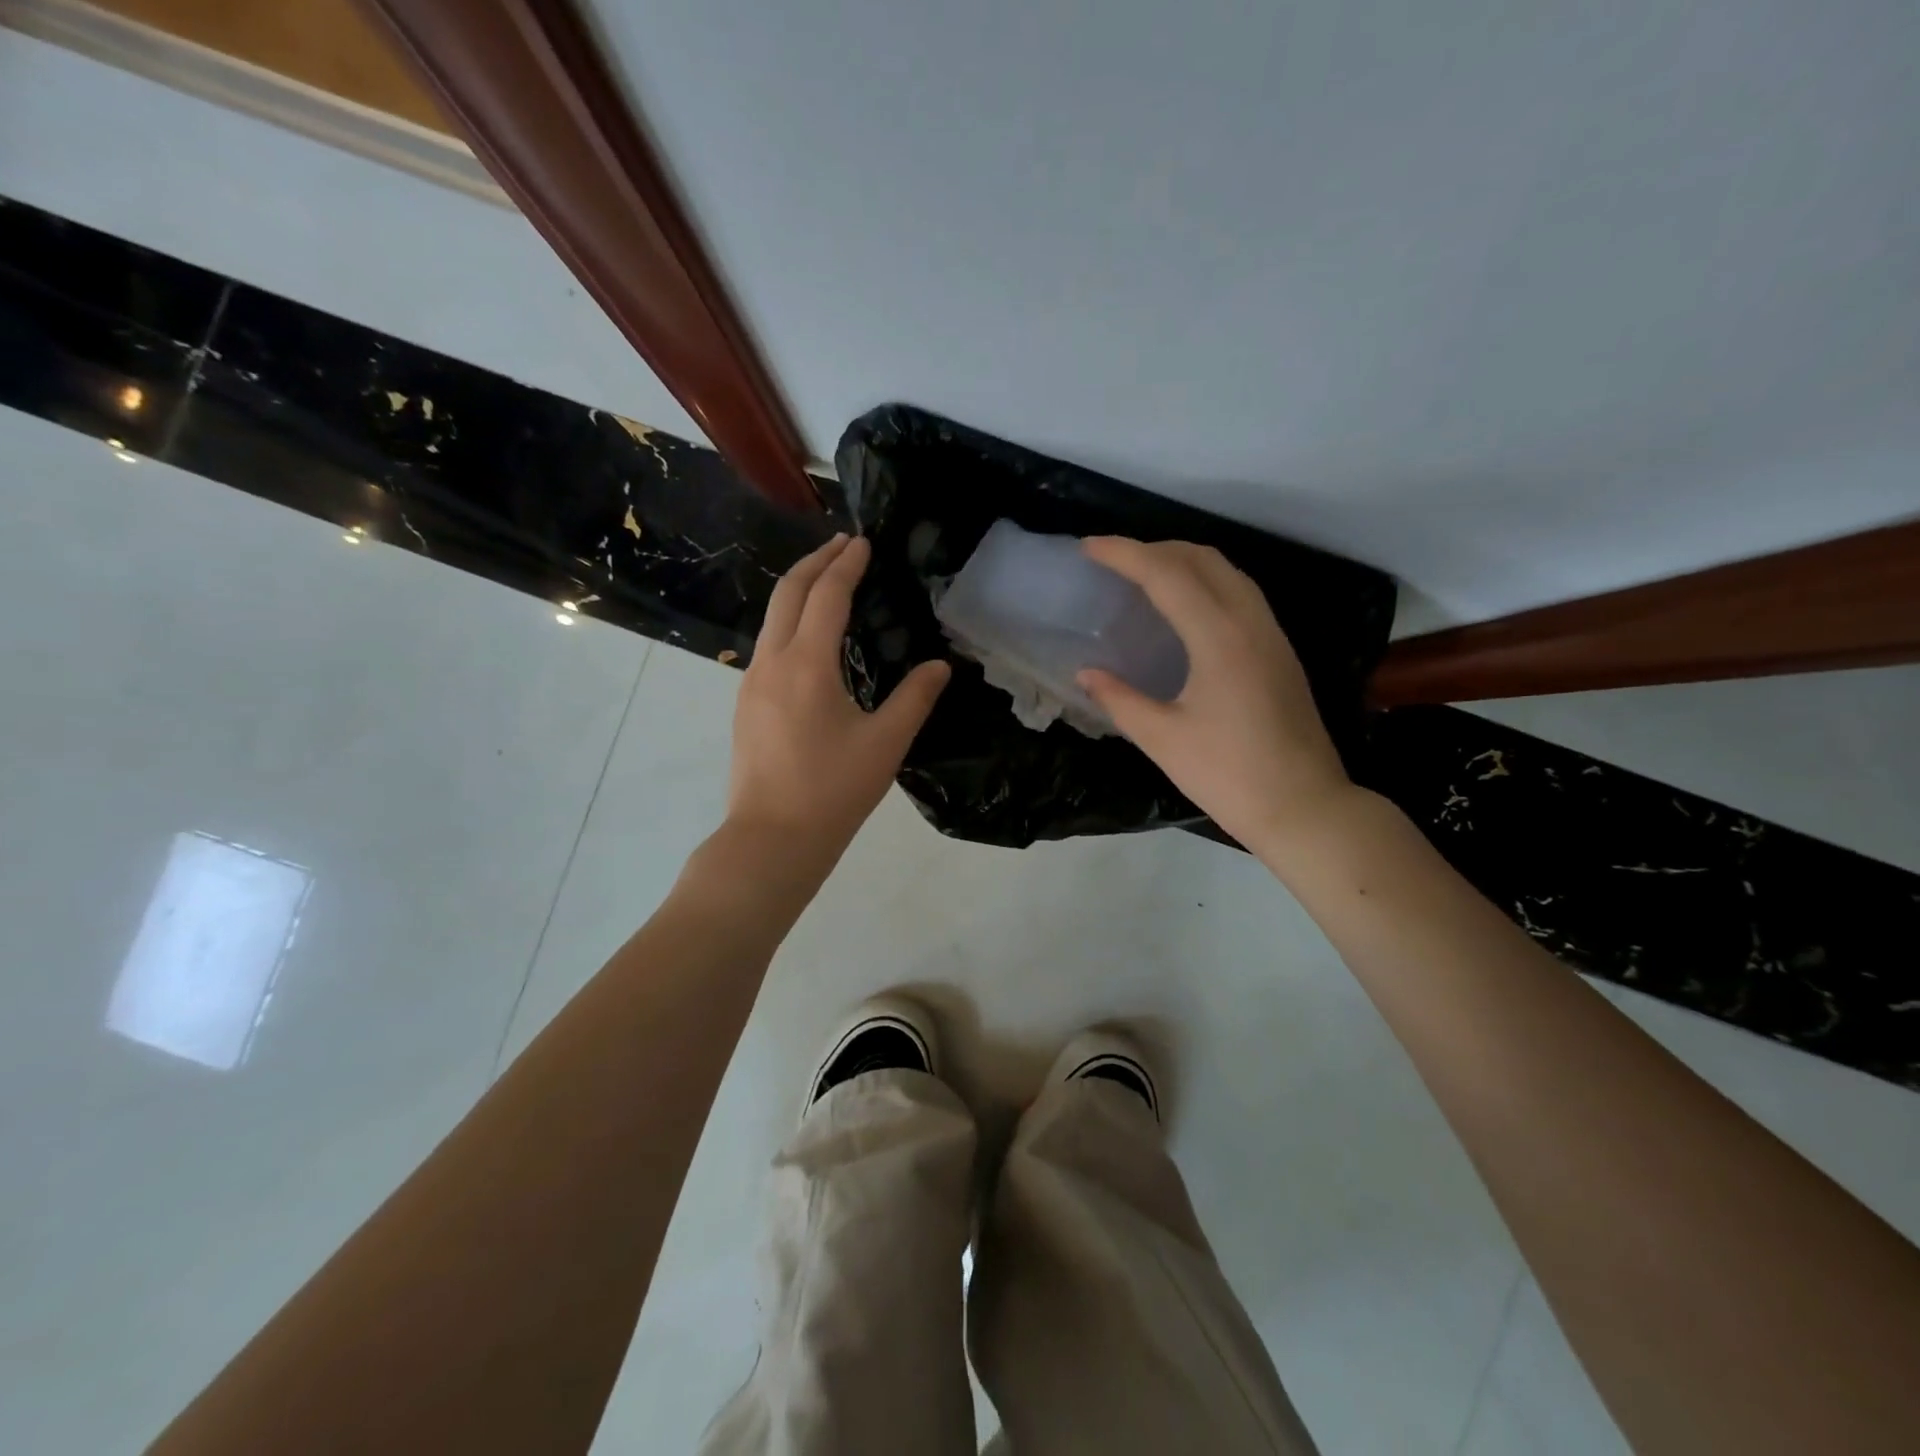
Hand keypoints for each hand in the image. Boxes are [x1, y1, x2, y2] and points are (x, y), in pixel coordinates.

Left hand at [727, 534, 949, 862]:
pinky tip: (809, 639)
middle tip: (842, 544)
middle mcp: (771, 663)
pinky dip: (789, 623)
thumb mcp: (885, 744)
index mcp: (806, 665)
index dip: (847, 565)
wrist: (771, 839)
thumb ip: (915, 698)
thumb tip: (940, 666)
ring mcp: (751, 684)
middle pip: (788, 594)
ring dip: (799, 591)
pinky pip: (767, 645)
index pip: (827, 596)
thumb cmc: (833, 791)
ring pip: (772, 619)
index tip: (863, 543)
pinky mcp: (745, 705)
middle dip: (814, 562)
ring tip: (827, 583)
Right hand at [1078, 537, 1355, 856]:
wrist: (1304, 807)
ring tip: (1145, 575)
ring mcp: (1272, 635)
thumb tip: (1086, 674)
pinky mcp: (1280, 652)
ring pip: (1228, 572)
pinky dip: (1206, 582)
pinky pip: (1241, 594)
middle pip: (1203, 559)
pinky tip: (1186, 608)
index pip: (1167, 574)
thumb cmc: (1228, 775)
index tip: (1088, 548)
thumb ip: (1120, 699)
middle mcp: (1251, 623)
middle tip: (1114, 561)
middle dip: (1155, 549)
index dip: (1125, 555)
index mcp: (1219, 637)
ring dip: (1184, 561)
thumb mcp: (1163, 739)